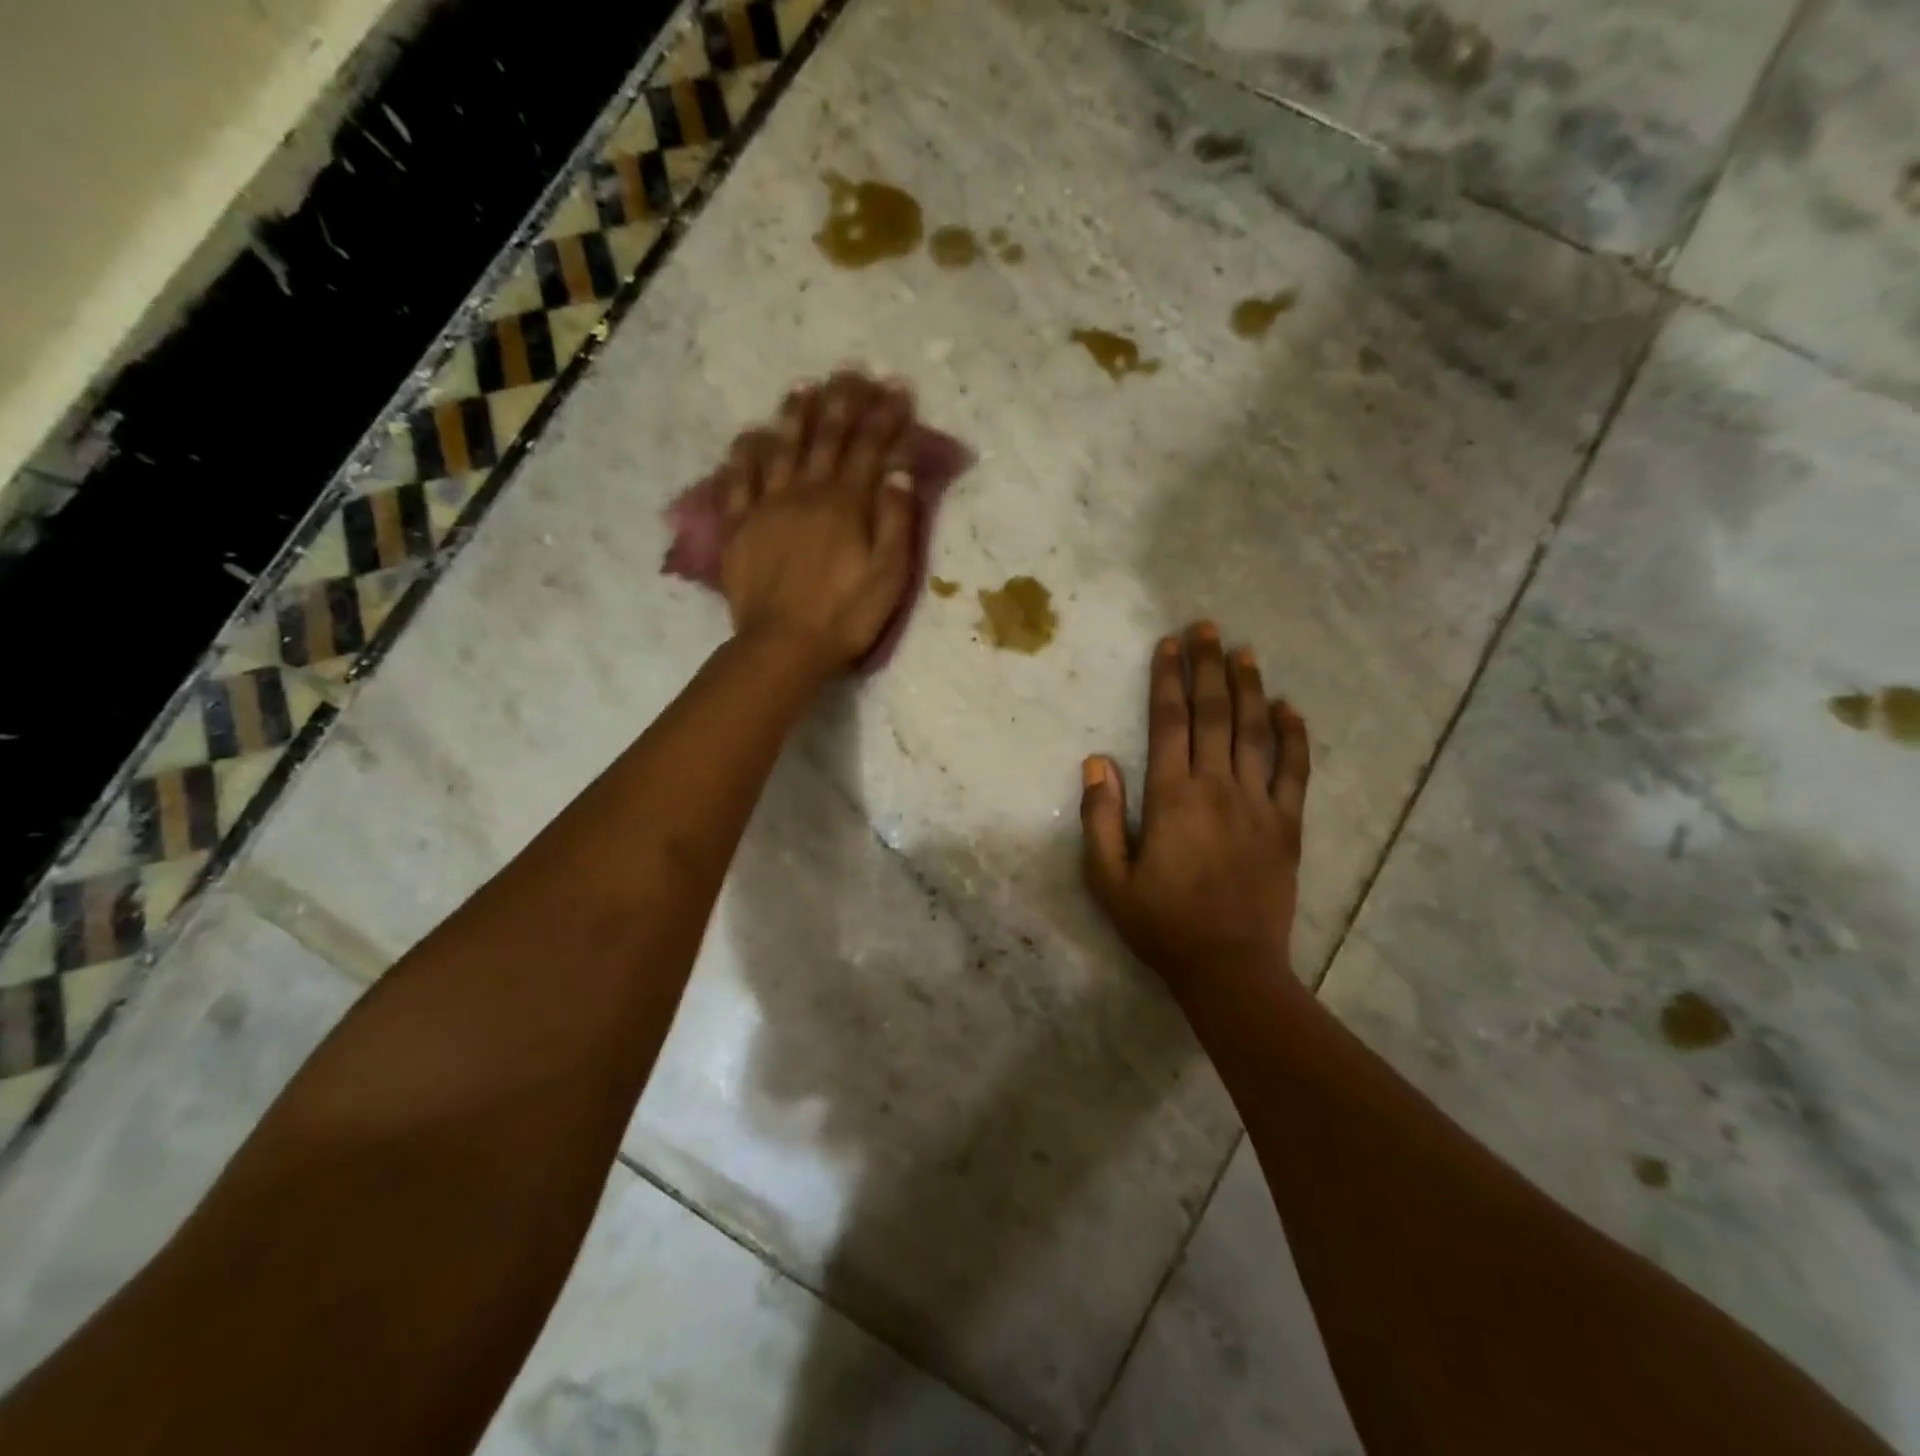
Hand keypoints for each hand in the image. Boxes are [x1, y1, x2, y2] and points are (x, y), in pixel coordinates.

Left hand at [718, 371, 916, 673]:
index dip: (885, 416)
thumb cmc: (845, 616)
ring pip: (781, 448)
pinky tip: (750, 435)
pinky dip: (745, 454)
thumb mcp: (889, 576)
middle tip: (849, 372)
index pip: (870, 448)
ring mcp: (768, 506)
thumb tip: (899, 469)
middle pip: (826, 437)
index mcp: (846, 504)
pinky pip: (738, 479)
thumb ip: (896, 520)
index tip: (896, 388)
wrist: (783, 646)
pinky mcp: (739, 526)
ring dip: (794, 415)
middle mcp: (806, 492)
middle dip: (841, 402)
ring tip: (803, 387)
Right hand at [1081, 624, 1311, 991]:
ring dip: (1249, 687)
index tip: (1168, 645)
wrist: (1230, 967)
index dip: (1168, 680)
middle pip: (1214, 715)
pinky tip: (1290, 708)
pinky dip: (1295, 736)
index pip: (1170, 724)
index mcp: (1173, 798)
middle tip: (1207, 627)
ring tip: (1244, 651)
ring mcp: (1260, 804)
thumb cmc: (1162, 924)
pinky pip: (1295, 771)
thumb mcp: (1109, 879)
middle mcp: (1218, 788)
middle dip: (1208, 667)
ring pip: (1255, 732)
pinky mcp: (1288, 825)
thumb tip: (1097, 762)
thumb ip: (1101, 818)